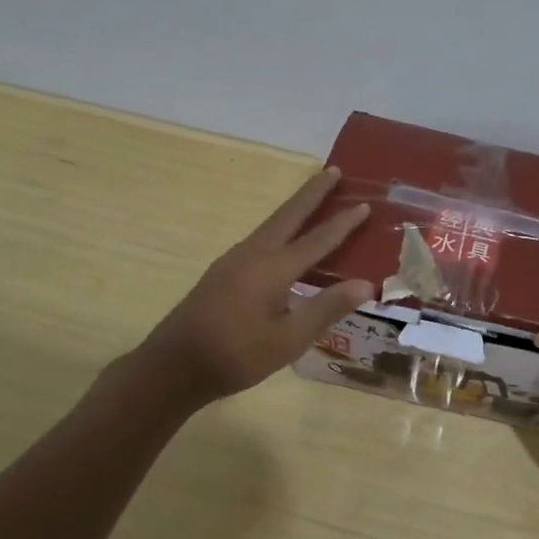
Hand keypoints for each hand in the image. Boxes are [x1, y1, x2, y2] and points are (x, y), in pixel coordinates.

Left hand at [126, 168, 374, 408]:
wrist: (173, 367)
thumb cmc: (236, 356)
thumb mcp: (288, 339)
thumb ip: (326, 308)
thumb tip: (365, 284)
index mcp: (273, 268)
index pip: (318, 239)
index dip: (344, 223)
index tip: (366, 204)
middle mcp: (254, 254)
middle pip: (289, 214)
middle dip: (313, 192)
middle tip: (333, 171)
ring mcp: (234, 260)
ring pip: (272, 224)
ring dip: (295, 207)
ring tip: (314, 197)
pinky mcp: (224, 271)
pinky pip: (261, 238)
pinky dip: (281, 227)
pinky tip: (285, 240)